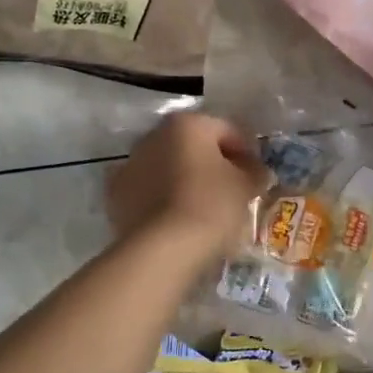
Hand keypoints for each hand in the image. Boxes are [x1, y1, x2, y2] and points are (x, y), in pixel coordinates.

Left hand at [107, 113, 271, 267]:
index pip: (227, 130)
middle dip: (212, 164)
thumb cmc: (211, 206)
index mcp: (188, 124)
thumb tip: (256, 171)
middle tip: (232, 191)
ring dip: (185, 180)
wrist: (162, 248)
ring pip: (167, 167)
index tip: (257, 175)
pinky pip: (148, 191)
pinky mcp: (116, 195)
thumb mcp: (245, 187)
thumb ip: (254, 172)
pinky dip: (162, 199)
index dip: (246, 152)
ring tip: (204, 208)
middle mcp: (154, 135)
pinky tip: (176, 219)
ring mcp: (129, 164)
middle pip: (192, 146)